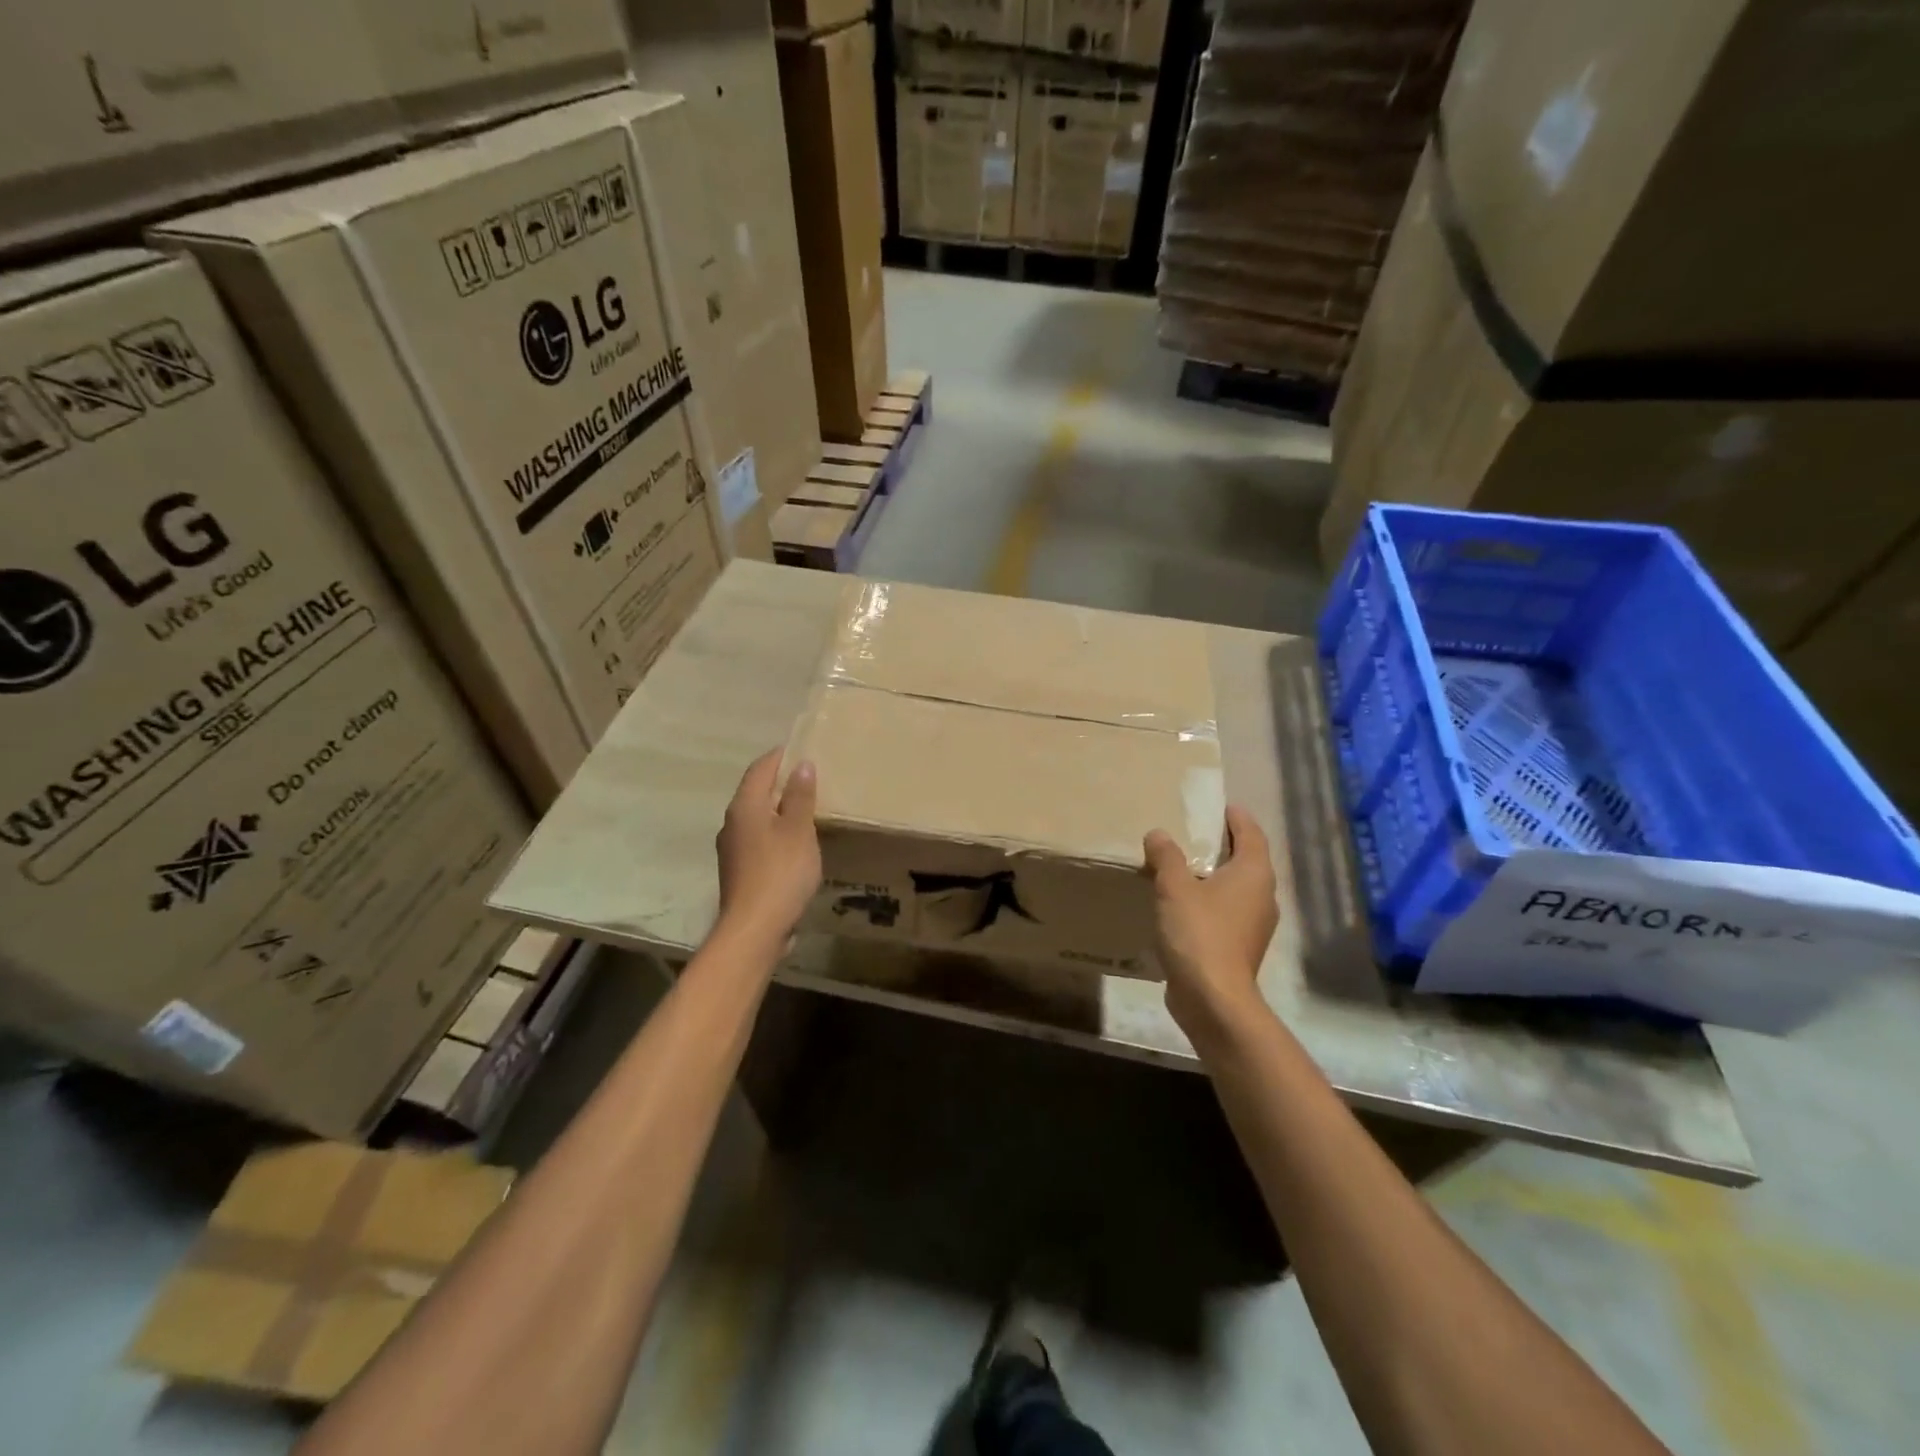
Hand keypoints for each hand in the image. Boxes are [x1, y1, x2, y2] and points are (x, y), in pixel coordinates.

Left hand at [716, 748, 821, 945]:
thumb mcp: (799, 830)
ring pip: (756, 817)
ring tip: (806, 808)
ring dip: (778, 809)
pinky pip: (759, 840)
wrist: (754, 929)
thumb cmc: (780, 872)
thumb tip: (801, 765)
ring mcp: (732, 849)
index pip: (760, 769)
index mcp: (744, 807)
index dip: (780, 756)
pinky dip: (776, 832)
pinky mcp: (739, 871)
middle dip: (780, 782)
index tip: (801, 748)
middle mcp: (732, 823)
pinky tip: (795, 843)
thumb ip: (800, 797)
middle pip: (755, 792)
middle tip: (809, 776)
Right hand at [1143, 806, 1277, 1040]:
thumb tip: (1158, 834)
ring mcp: (1253, 925)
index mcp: (1254, 874)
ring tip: (1181, 865)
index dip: (1235, 817)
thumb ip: (1166, 856)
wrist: (1213, 1000)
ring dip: (1212, 874)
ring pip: (1235, 888)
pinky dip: (1207, 900)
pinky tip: (1181, 903)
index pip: (1251, 833)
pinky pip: (1224, 911)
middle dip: (1222, 844)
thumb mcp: (1174, 887)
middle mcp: (1262, 896)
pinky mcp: (1238, 947)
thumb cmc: (1199, 933)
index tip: (1217, 806)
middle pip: (1246, 859)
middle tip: (1191, 831)